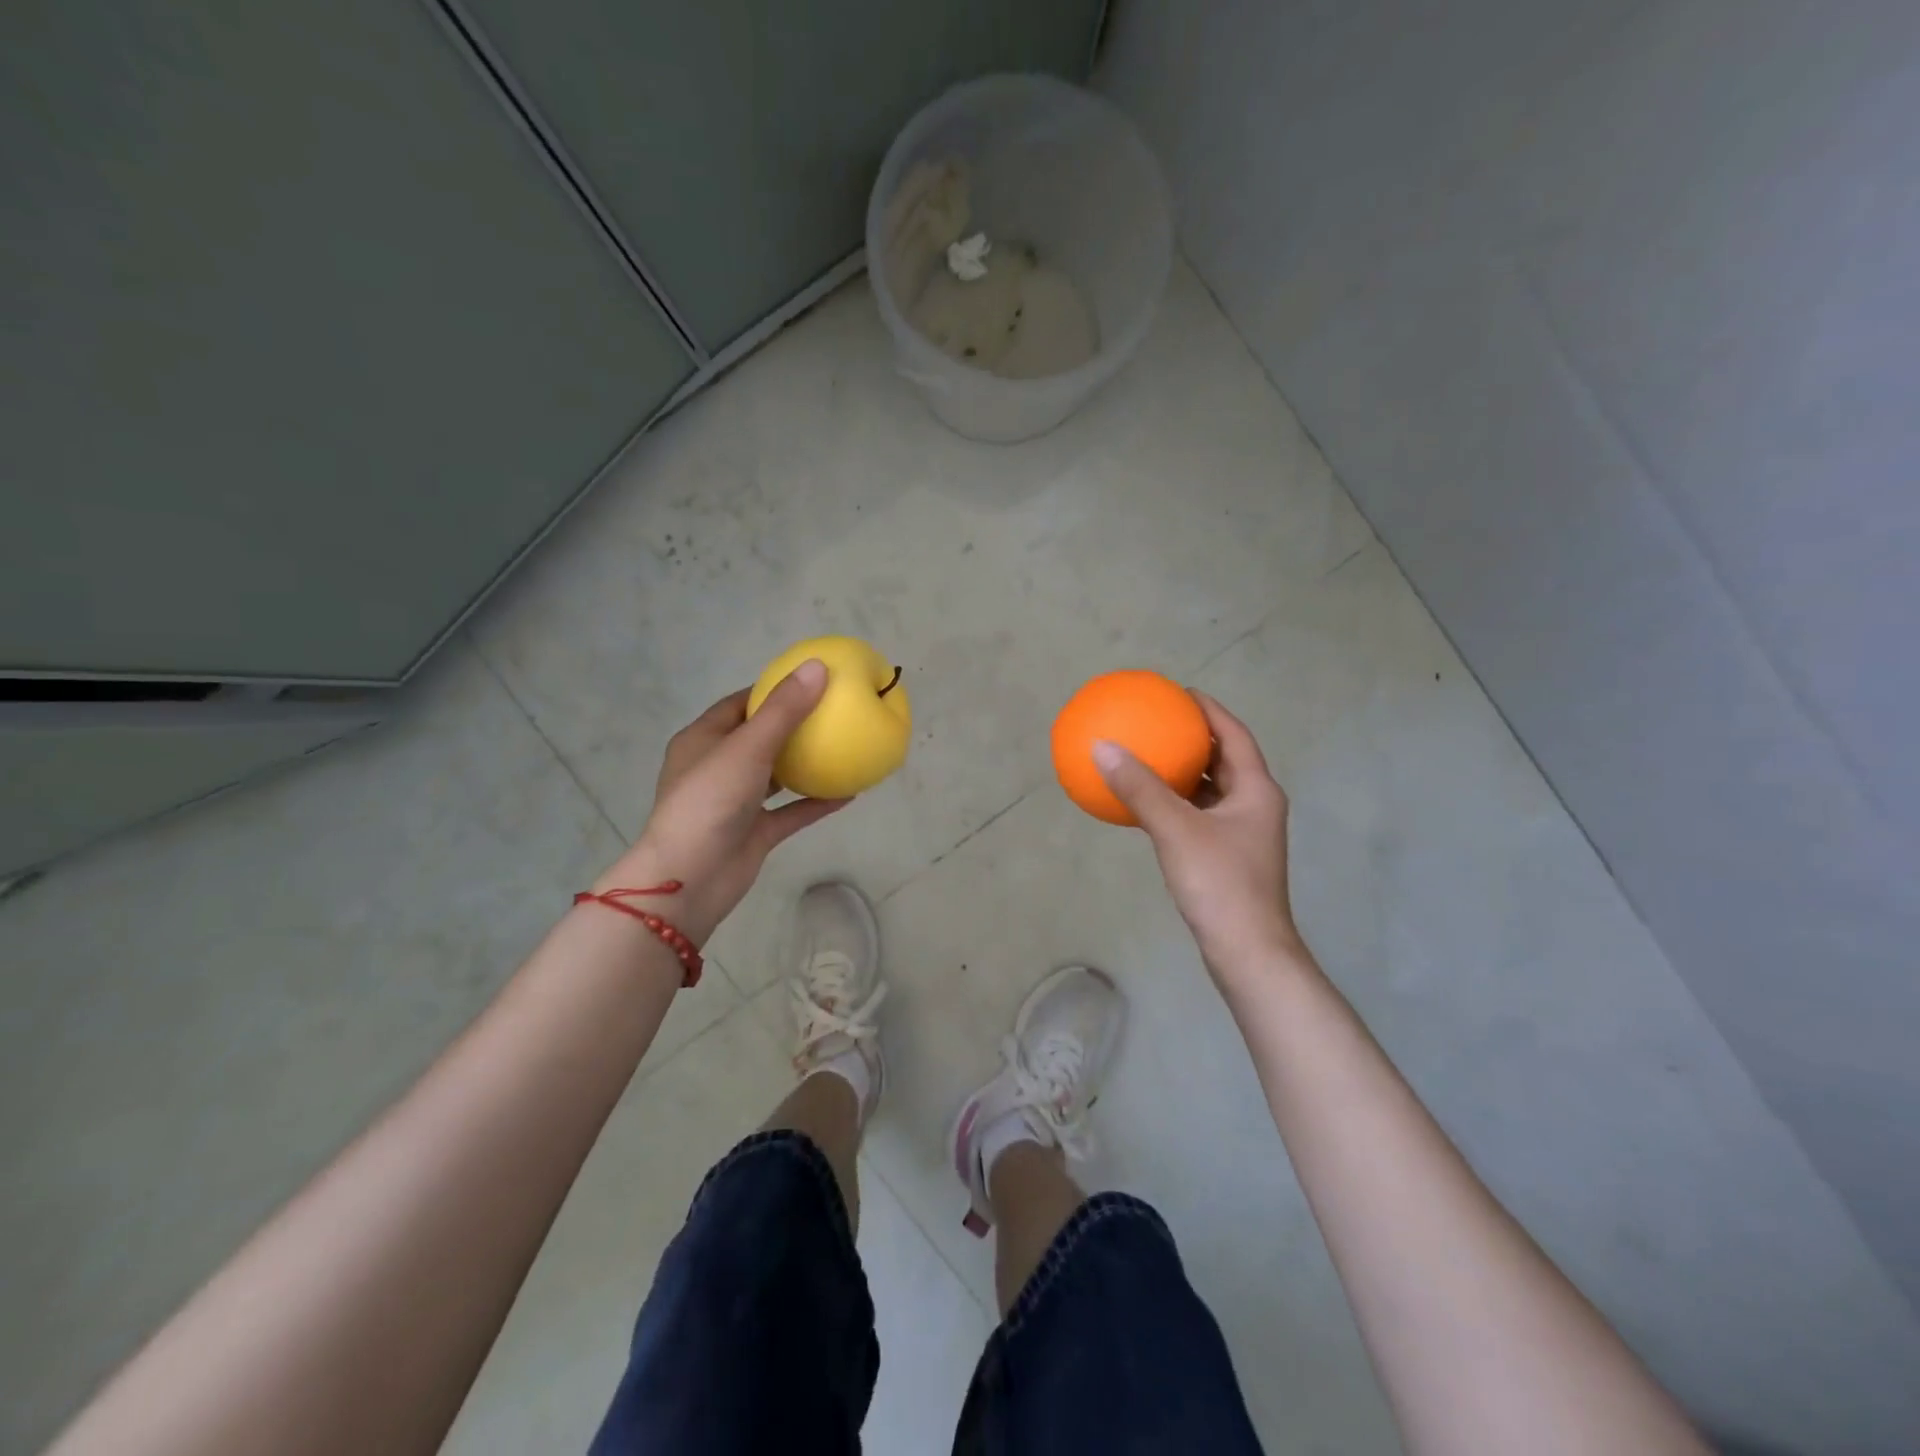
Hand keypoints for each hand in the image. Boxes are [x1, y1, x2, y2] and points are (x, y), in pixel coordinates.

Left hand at [593, 661, 845, 943]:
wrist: (689, 879)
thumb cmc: (709, 801)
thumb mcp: (748, 747)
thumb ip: (784, 709)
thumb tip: (818, 666)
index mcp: (703, 740)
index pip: (739, 704)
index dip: (772, 690)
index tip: (810, 681)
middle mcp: (718, 767)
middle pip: (760, 737)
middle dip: (795, 725)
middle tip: (835, 711)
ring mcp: (736, 802)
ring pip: (776, 776)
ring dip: (806, 764)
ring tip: (844, 747)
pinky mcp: (754, 832)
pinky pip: (790, 811)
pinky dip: (815, 802)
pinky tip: (850, 793)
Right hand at [1093, 692, 1303, 980]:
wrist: (1247, 952)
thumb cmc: (1220, 884)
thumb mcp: (1176, 830)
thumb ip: (1141, 788)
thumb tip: (1103, 748)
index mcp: (1255, 790)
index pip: (1234, 734)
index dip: (1209, 709)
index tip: (1178, 693)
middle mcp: (1254, 805)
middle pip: (1223, 759)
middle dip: (1193, 738)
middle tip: (1158, 722)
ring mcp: (1242, 833)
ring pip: (1210, 790)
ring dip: (1182, 772)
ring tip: (1147, 755)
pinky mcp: (1226, 857)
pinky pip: (1197, 815)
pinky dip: (1174, 803)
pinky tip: (1144, 805)